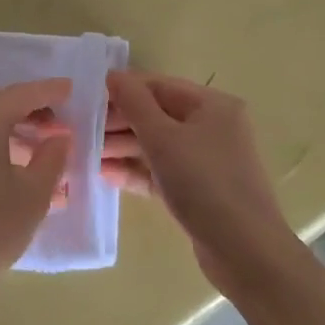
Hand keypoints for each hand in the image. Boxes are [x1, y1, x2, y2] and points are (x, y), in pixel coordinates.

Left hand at [0, 79, 73, 300]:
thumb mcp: (32, 196)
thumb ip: (51, 158)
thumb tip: (60, 136)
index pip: (20, 94)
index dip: (48, 90)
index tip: (72, 89)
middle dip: (28, 106)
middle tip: (58, 122)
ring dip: (11, 126)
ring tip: (41, 147)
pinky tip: (14, 167)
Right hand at [103, 69, 301, 293]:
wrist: (243, 250)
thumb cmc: (203, 182)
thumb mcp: (163, 138)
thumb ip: (134, 103)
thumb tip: (112, 75)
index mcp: (212, 106)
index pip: (160, 86)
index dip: (123, 90)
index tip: (86, 99)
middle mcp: (212, 128)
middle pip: (157, 116)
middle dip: (119, 122)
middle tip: (81, 131)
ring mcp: (206, 161)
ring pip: (157, 146)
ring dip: (123, 148)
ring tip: (85, 154)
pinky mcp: (198, 191)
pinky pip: (161, 172)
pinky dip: (136, 172)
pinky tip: (105, 175)